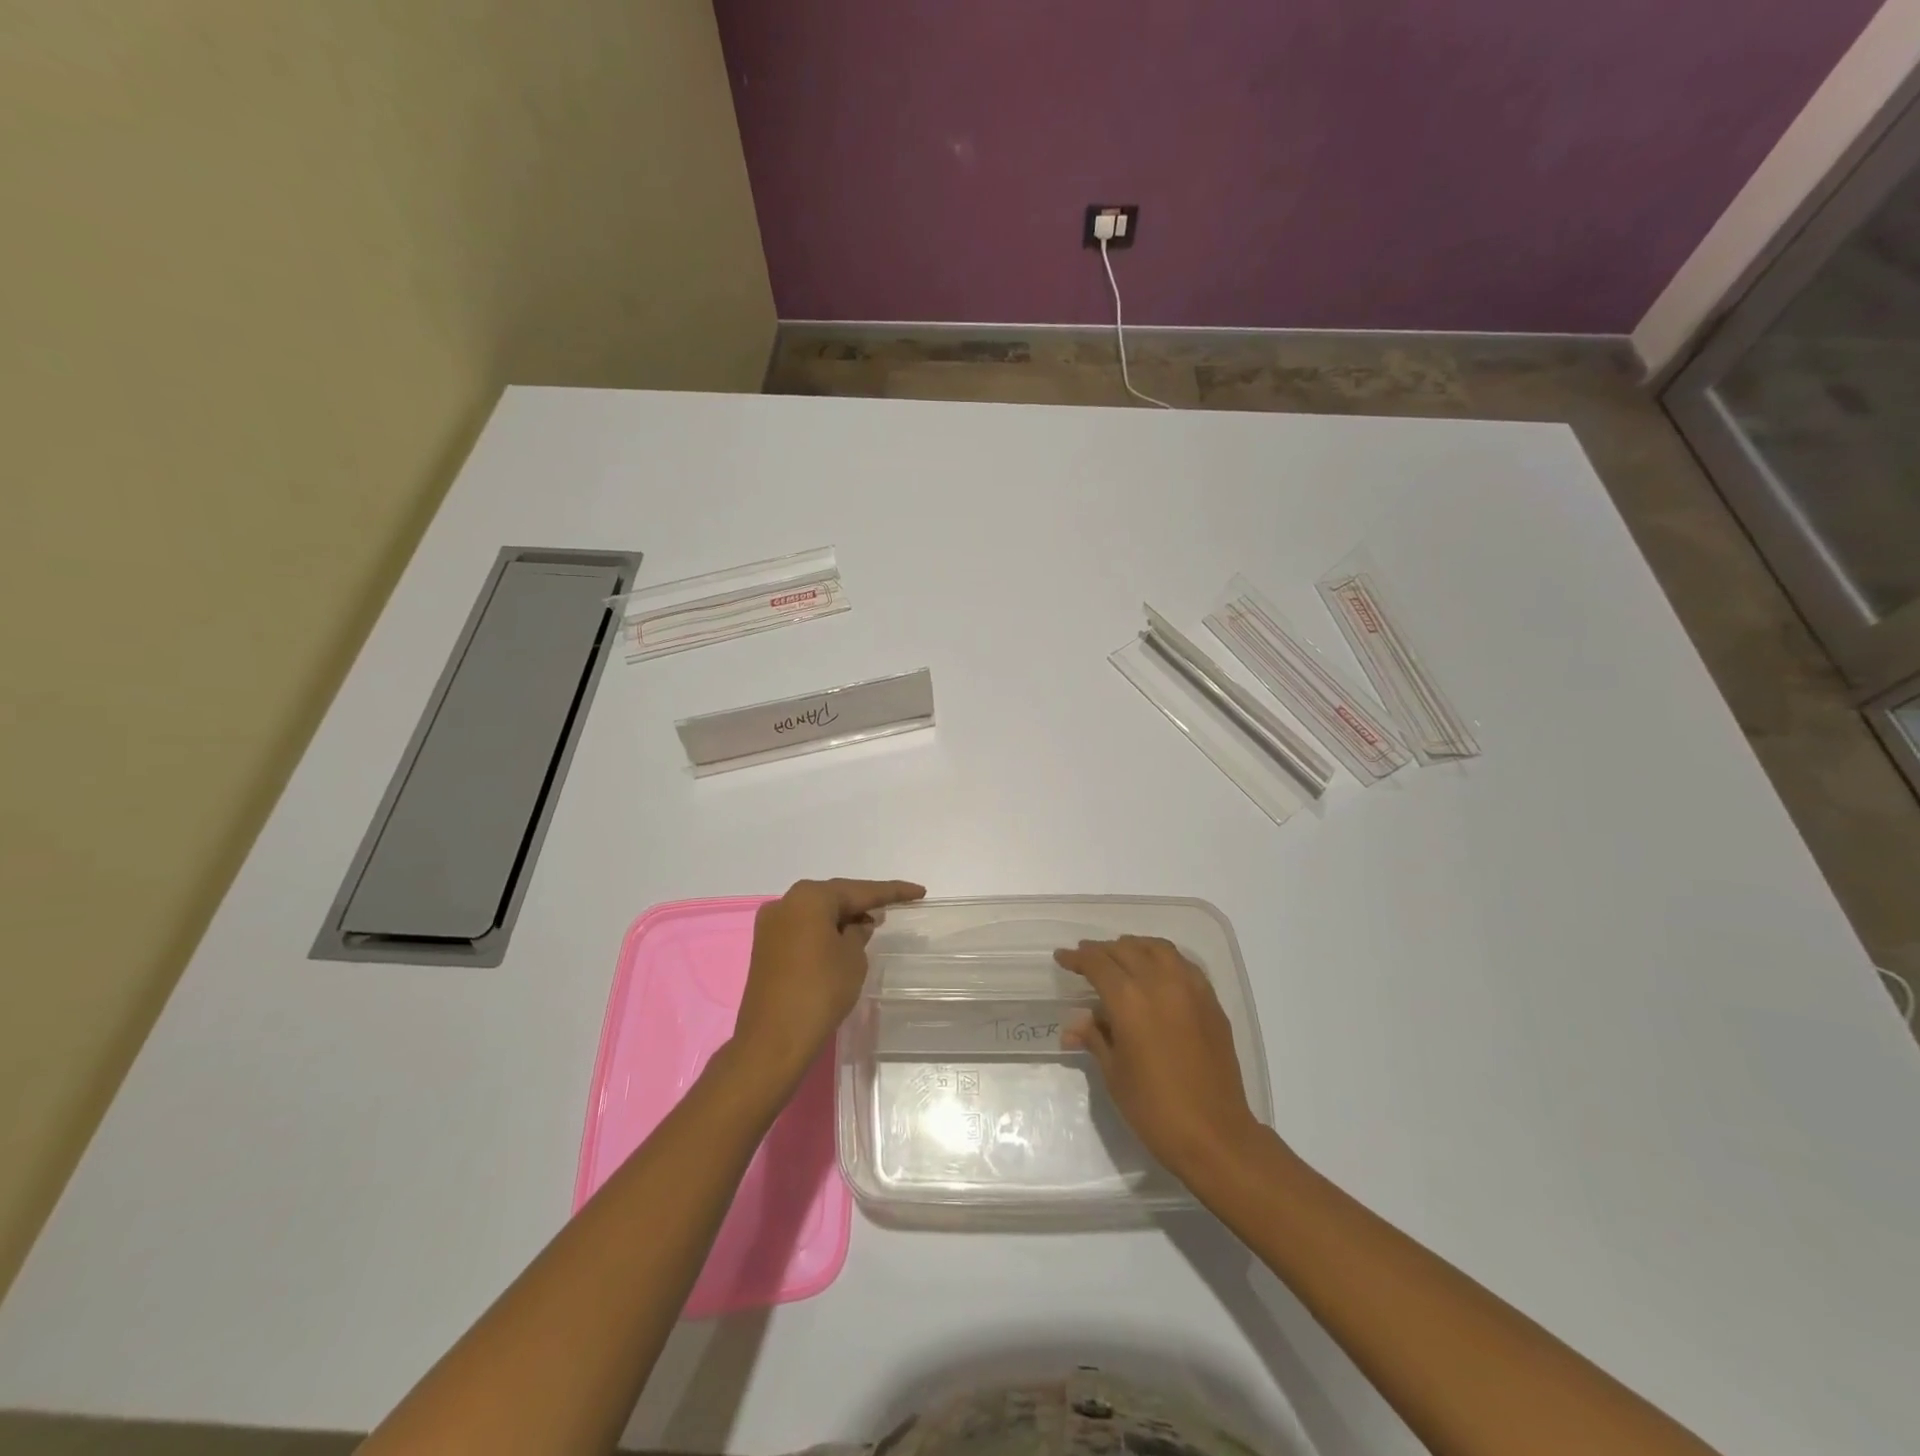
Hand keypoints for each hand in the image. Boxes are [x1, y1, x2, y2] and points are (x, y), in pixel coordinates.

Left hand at [731, 878, 925, 1089]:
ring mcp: (771, 926)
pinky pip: (803, 929)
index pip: (860, 890)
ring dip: (842, 917)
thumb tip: (855, 925)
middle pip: (834, 897)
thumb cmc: (819, 991)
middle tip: (893, 906)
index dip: (891, 892)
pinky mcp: (765, 948)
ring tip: (871, 924)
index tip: (918, 891)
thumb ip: (858, 933)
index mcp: (810, 898)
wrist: (772, 1040)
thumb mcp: (852, 958)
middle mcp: (786, 903)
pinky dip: (824, 931)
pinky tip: (842, 940)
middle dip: (863, 902)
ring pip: (816, 913)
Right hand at [1055, 935, 1266, 1188]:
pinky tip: (1157, 973)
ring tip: (1121, 957)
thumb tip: (1075, 1024)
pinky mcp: (1211, 1001)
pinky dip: (1164, 960)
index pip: (1097, 963)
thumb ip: (1095, 1038)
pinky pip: (1183, 965)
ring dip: (1134, 947)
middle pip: (1126, 949)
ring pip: (1158, 949)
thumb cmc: (1154, 1108)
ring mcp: (1191, 989)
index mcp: (1130, 1000)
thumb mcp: (1114, 1073)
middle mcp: (1160, 983)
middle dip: (1102, 951)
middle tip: (1086, 958)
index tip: (1062, 958)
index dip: (1077, 958)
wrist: (1215, 1134)